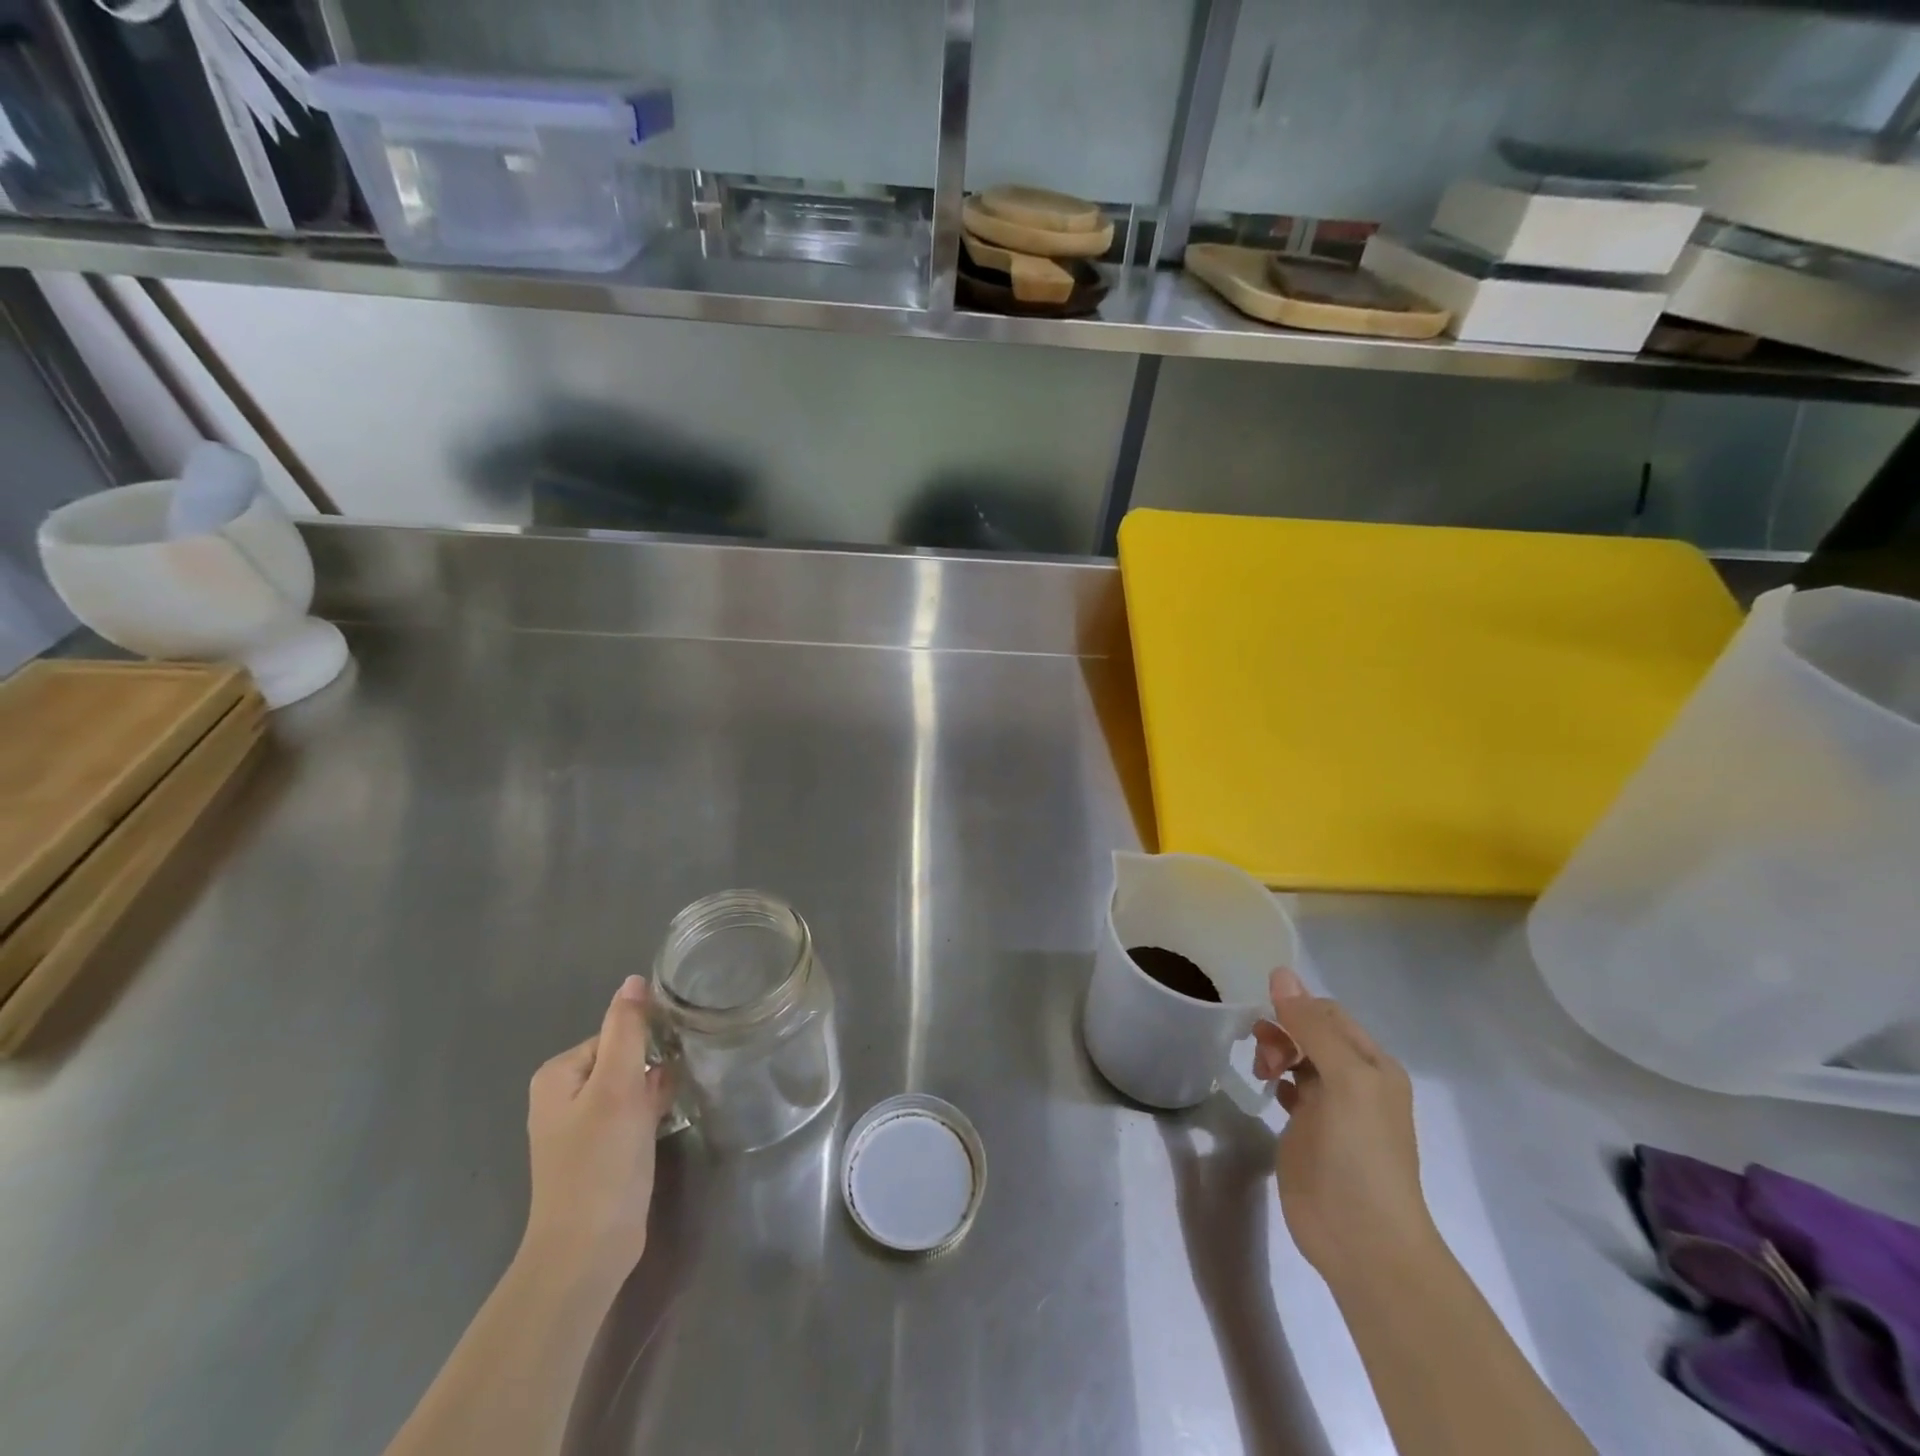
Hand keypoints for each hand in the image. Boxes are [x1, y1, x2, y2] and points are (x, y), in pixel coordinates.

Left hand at [520, 976, 675, 1295]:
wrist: (588, 1251)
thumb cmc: (600, 1162)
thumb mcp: (617, 1087)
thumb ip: (627, 1030)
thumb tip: (634, 980)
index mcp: (558, 1074)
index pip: (615, 1033)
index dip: (644, 1045)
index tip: (664, 1064)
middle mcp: (564, 1095)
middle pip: (623, 1056)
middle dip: (651, 1067)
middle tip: (670, 1088)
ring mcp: (582, 1124)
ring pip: (631, 1084)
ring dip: (655, 1088)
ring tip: (673, 1102)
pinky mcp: (602, 1149)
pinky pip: (632, 1111)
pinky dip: (652, 1110)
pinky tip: (669, 1119)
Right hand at [1253, 969, 1438, 1287]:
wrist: (1362, 1239)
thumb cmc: (1359, 1153)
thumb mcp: (1344, 1079)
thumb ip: (1311, 1026)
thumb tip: (1280, 973)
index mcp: (1373, 1064)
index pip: (1328, 1013)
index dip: (1295, 1009)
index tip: (1268, 1024)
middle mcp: (1355, 1080)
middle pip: (1310, 1032)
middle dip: (1282, 1032)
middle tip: (1263, 1055)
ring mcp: (1331, 1108)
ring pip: (1298, 1057)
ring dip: (1276, 1052)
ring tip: (1262, 1071)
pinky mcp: (1308, 1131)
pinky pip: (1289, 1088)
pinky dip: (1276, 1080)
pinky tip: (1269, 1090)